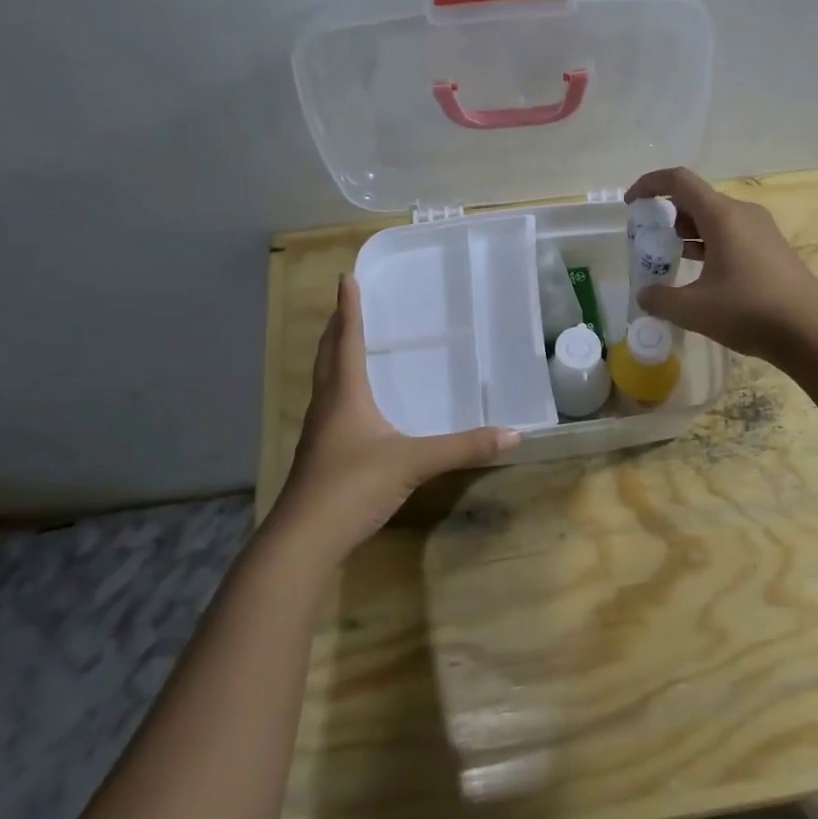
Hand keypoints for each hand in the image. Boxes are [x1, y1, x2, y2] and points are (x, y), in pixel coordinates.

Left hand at [271, 275, 518, 566]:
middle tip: (345, 305)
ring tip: (346, 345)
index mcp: (345, 395)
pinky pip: (330, 408)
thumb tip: (513, 434)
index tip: (346, 278)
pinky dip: (339, 390)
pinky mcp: (320, 457)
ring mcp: (320, 434)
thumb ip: (463, 448)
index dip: (349, 309)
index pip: (347, 341)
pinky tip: (352, 405)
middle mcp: (328, 406)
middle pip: (327, 357)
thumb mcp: (414, 462)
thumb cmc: (353, 486)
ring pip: (325, 383)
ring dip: (333, 358)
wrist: (304, 540)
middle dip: (336, 328)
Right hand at [625, 167, 817, 363]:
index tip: (631, 204)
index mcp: (722, 216)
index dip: (649, 184)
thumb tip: (645, 295)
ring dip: (689, 232)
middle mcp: (743, 213)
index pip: (679, 181)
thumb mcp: (694, 310)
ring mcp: (762, 230)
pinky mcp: (772, 249)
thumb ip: (660, 299)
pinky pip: (732, 234)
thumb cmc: (749, 311)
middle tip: (651, 243)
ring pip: (715, 218)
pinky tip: (704, 276)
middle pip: (697, 199)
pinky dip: (710, 244)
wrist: (812, 332)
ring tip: (674, 261)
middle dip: (668, 215)